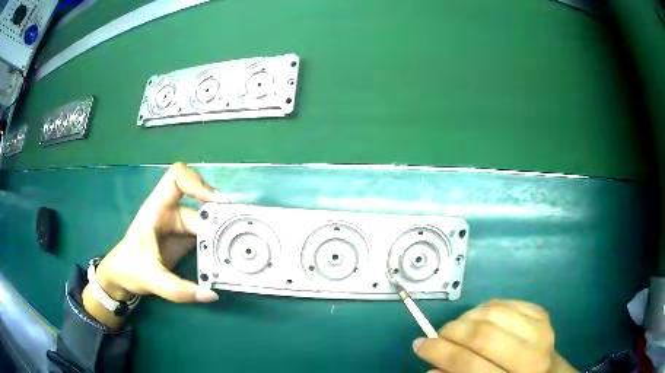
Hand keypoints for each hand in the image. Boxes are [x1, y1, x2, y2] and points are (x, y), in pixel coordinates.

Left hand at [82, 163, 228, 327]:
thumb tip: (211, 294)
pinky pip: (208, 236)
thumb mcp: (150, 279)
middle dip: (220, 218)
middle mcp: (171, 213)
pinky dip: (219, 244)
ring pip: (208, 223)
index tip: (214, 203)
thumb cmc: (129, 269)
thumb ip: (178, 290)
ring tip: (241, 247)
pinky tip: (230, 256)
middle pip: (200, 206)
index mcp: (157, 209)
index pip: (177, 178)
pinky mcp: (186, 240)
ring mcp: (180, 227)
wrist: (123, 277)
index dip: (197, 183)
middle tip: (241, 232)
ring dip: (223, 233)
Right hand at [413, 299, 577, 372]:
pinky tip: (480, 319)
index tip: (420, 345)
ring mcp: (540, 329)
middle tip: (438, 335)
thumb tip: (431, 367)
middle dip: (451, 332)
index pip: (469, 364)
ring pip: (494, 312)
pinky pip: (506, 302)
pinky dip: (485, 308)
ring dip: (467, 317)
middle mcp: (531, 355)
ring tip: (459, 327)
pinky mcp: (542, 313)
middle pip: (482, 335)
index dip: (439, 353)